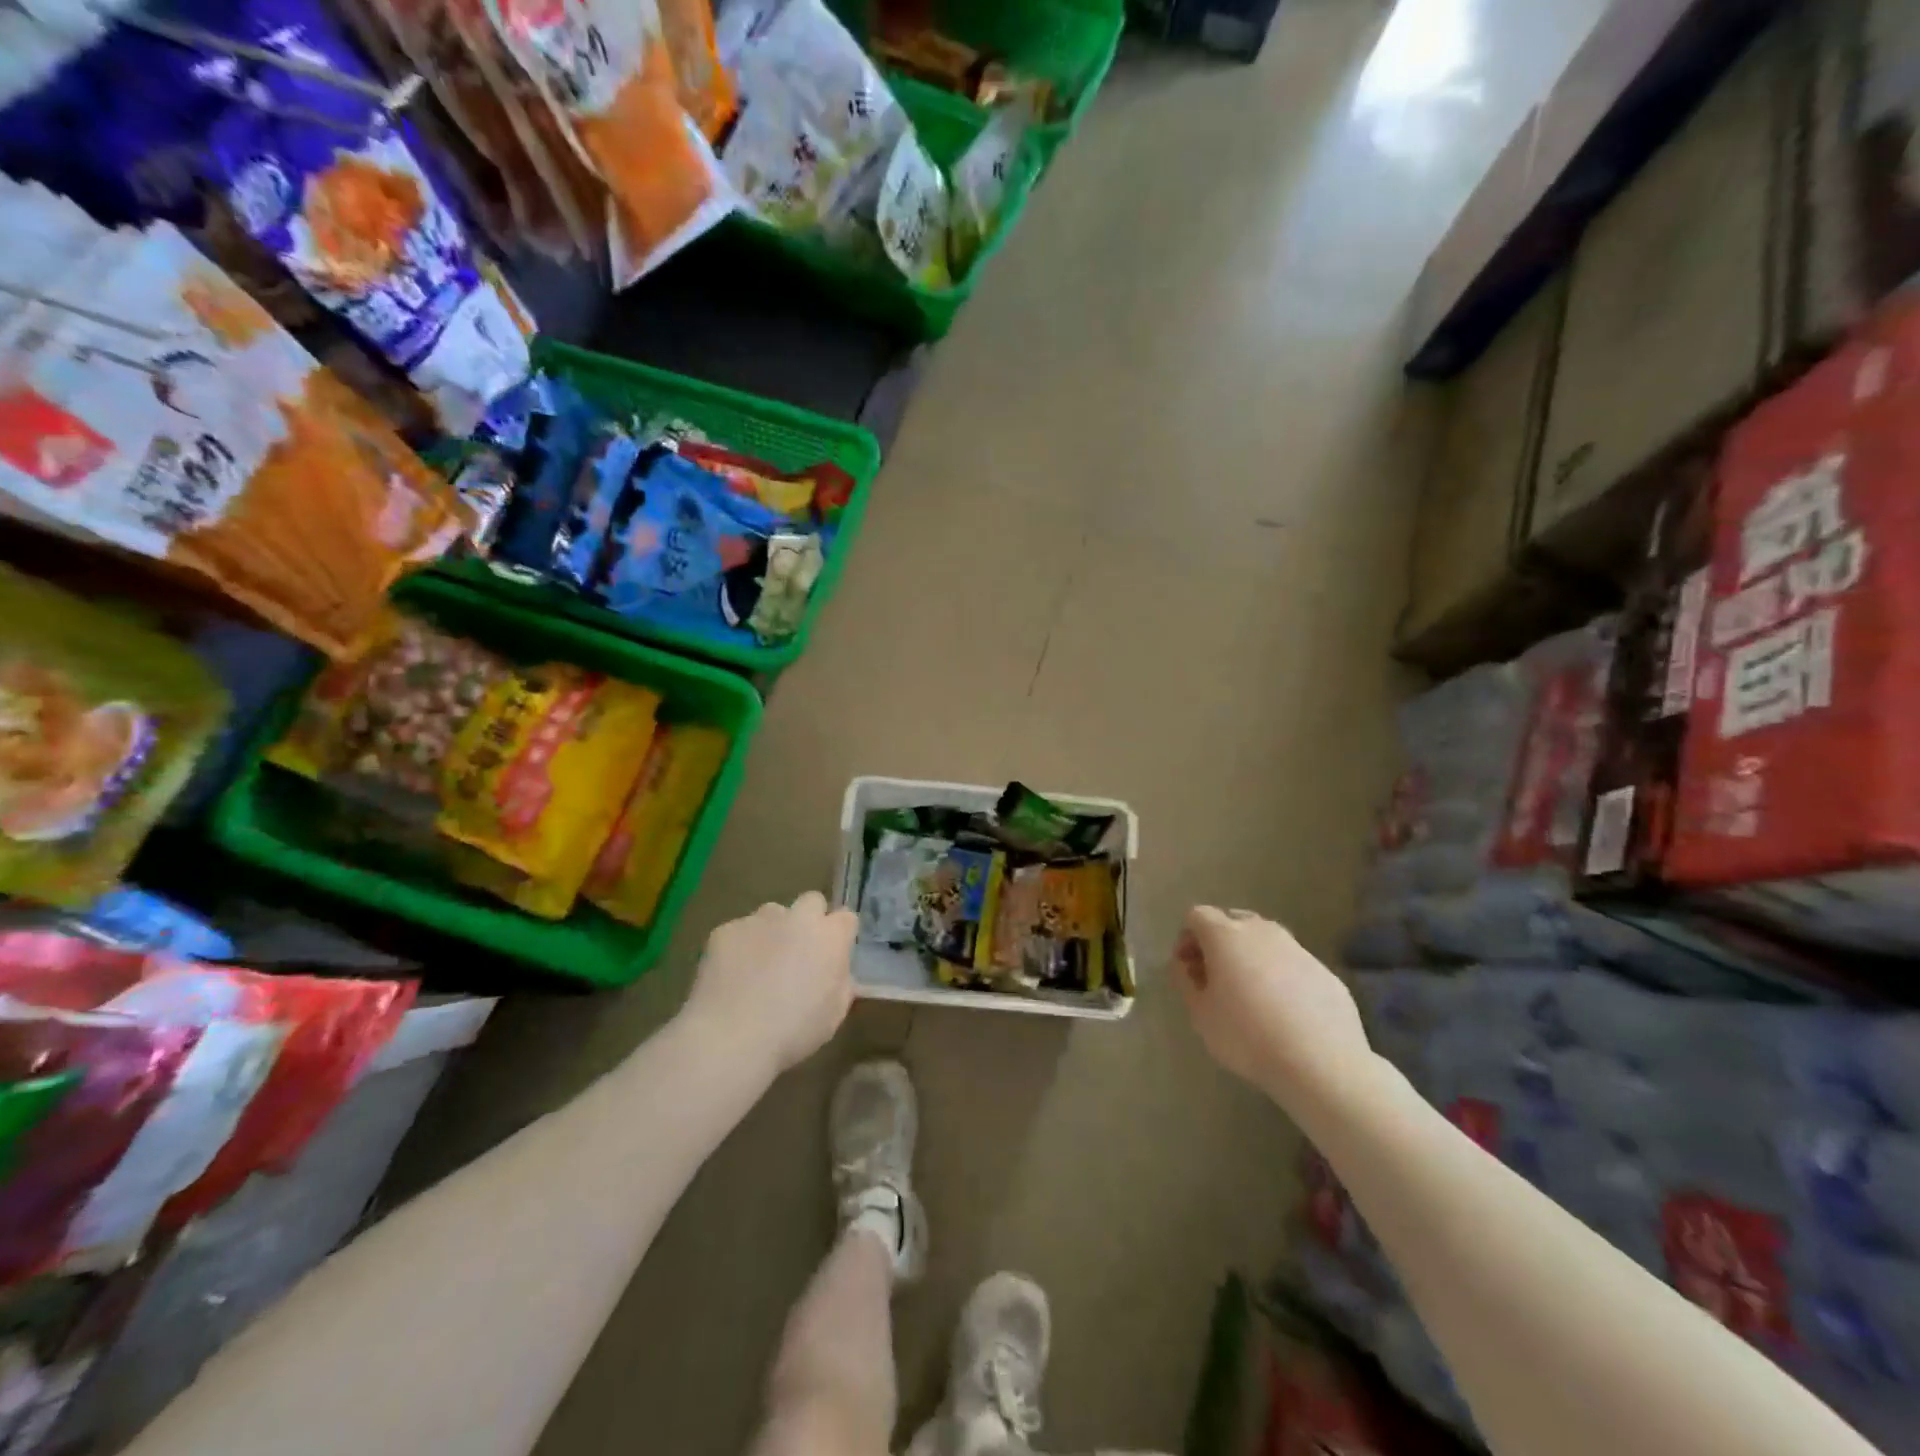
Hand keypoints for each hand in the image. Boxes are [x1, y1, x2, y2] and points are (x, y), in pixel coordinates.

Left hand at [682, 892, 856, 1076]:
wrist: (730, 1037)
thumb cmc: (793, 1032)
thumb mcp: (834, 1015)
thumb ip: (841, 984)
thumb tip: (836, 973)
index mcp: (830, 937)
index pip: (846, 918)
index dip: (840, 935)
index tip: (832, 955)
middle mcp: (798, 918)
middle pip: (811, 901)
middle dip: (809, 920)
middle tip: (798, 953)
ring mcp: (759, 920)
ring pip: (772, 914)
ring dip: (773, 931)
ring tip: (759, 966)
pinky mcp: (725, 930)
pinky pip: (739, 931)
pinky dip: (739, 947)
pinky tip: (732, 976)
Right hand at [1175, 906, 1372, 1107]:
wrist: (1320, 1062)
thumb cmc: (1247, 1036)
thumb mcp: (1200, 1014)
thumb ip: (1186, 982)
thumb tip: (1186, 965)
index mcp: (1225, 935)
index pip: (1197, 916)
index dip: (1187, 937)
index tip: (1187, 967)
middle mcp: (1261, 931)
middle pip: (1232, 920)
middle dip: (1218, 941)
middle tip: (1215, 976)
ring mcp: (1296, 948)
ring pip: (1265, 940)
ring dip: (1251, 956)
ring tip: (1250, 993)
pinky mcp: (1323, 970)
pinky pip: (1292, 963)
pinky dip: (1280, 975)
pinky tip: (1283, 1010)